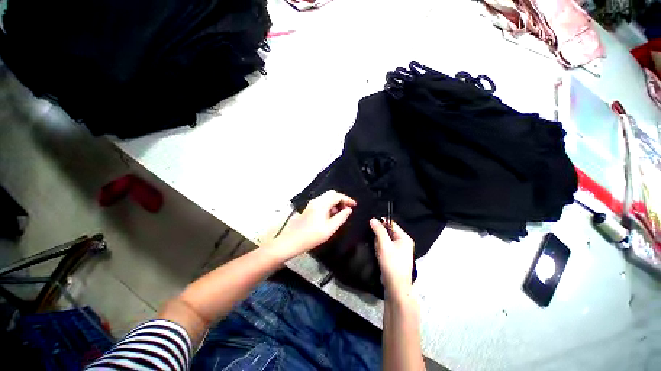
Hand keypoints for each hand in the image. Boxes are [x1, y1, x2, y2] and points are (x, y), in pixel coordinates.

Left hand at [276, 190, 355, 256]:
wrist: (292, 241)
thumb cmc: (312, 236)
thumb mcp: (330, 228)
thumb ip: (341, 217)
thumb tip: (349, 210)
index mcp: (321, 203)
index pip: (337, 195)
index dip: (347, 199)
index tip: (354, 205)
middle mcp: (316, 200)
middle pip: (331, 194)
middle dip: (341, 200)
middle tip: (347, 209)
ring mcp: (312, 204)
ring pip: (327, 198)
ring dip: (335, 203)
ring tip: (340, 214)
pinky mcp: (309, 208)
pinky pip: (322, 203)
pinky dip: (329, 206)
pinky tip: (331, 216)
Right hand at [370, 219, 414, 297]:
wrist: (395, 286)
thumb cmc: (392, 264)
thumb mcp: (384, 245)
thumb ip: (379, 231)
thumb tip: (373, 219)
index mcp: (404, 238)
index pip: (392, 224)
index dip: (381, 223)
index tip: (371, 225)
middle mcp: (403, 242)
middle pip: (387, 232)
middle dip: (380, 237)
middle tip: (378, 245)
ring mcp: (399, 250)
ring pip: (384, 240)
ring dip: (379, 244)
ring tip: (379, 252)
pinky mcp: (394, 256)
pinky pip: (385, 247)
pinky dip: (380, 250)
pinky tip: (379, 255)